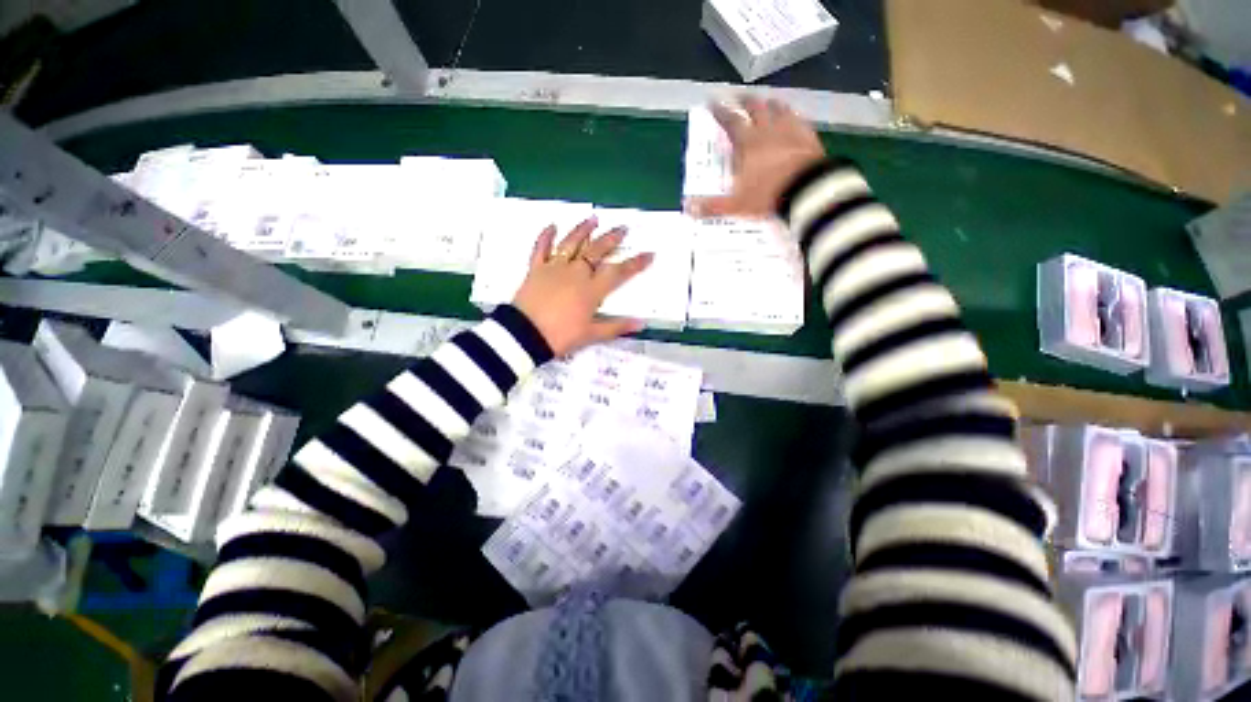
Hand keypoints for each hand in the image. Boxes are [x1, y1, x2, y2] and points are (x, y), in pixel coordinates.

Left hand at [512, 217, 653, 356]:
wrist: (524, 335)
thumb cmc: (560, 336)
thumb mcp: (591, 334)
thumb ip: (617, 327)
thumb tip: (641, 324)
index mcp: (591, 289)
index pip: (618, 272)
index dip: (635, 263)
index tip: (649, 254)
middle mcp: (575, 273)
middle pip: (596, 251)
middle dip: (612, 238)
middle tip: (623, 228)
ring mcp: (554, 268)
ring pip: (571, 243)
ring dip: (583, 230)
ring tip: (594, 219)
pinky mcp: (536, 269)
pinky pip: (541, 248)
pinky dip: (546, 236)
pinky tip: (552, 225)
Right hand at [689, 96, 826, 218]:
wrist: (806, 191)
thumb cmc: (767, 195)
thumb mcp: (736, 205)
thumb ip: (712, 206)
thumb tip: (687, 208)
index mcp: (747, 144)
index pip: (731, 121)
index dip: (720, 111)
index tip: (713, 102)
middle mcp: (767, 131)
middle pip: (755, 108)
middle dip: (744, 101)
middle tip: (738, 97)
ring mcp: (790, 131)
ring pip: (778, 109)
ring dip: (769, 104)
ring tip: (766, 102)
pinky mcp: (808, 136)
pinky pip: (799, 119)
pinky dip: (792, 115)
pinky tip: (793, 117)